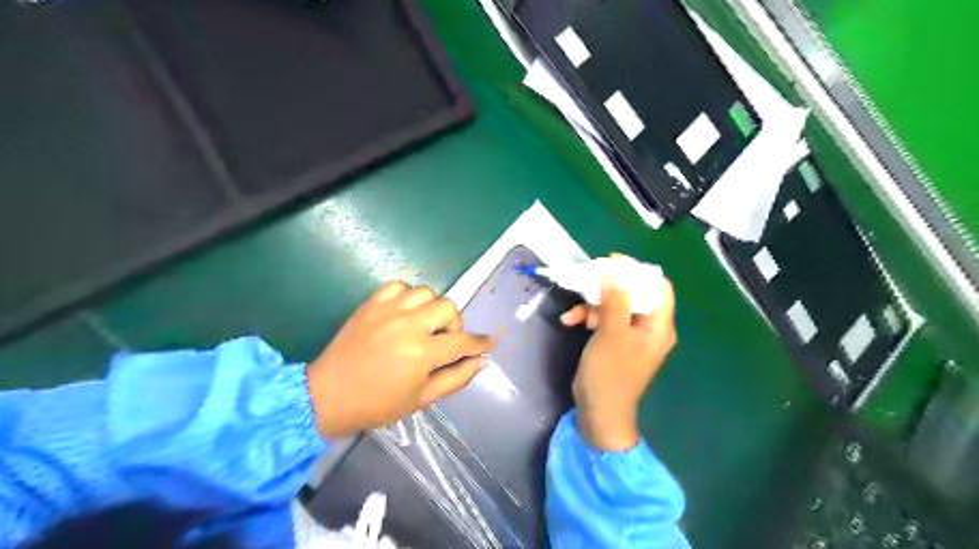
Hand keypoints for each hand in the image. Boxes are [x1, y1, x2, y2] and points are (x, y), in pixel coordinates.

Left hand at [306, 282, 494, 437]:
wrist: (328, 395)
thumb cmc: (377, 404)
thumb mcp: (422, 399)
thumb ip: (455, 378)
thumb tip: (480, 361)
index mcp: (422, 353)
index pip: (462, 341)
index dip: (479, 342)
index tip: (487, 342)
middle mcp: (408, 325)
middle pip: (448, 307)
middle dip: (454, 324)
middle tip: (444, 339)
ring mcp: (388, 310)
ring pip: (426, 292)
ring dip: (431, 308)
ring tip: (423, 325)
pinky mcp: (371, 304)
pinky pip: (399, 286)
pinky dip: (407, 296)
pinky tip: (404, 312)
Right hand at [562, 271, 677, 450]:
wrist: (598, 413)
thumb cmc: (610, 375)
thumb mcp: (611, 334)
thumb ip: (615, 301)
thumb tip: (615, 273)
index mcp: (658, 325)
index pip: (658, 287)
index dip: (637, 271)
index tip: (612, 263)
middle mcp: (648, 327)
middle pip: (634, 294)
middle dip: (608, 287)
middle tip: (587, 279)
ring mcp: (631, 335)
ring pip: (615, 305)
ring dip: (593, 304)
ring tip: (574, 312)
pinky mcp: (615, 342)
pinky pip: (605, 320)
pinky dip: (588, 317)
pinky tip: (569, 321)